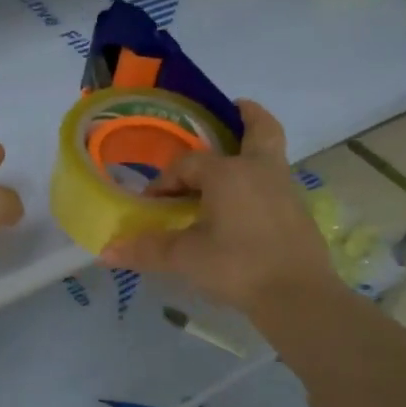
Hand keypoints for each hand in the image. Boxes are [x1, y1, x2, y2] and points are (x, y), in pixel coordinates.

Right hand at [100, 99, 335, 314]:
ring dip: (252, 152)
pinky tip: (244, 206)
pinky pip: (275, 183)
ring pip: (270, 156)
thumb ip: (148, 250)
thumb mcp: (186, 258)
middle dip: (247, 116)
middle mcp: (259, 171)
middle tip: (235, 109)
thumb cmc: (238, 266)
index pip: (187, 164)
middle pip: (260, 130)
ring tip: (230, 166)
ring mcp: (284, 190)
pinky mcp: (298, 213)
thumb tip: (106, 251)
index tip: (152, 204)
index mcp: (228, 173)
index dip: (165, 181)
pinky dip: (259, 182)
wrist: (298, 296)